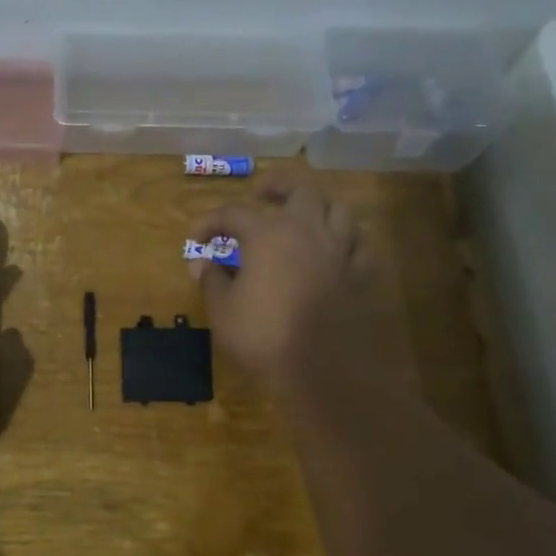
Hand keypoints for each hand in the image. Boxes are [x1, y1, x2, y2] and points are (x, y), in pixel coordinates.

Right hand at [190, 175, 372, 388]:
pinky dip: (346, 240)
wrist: (322, 371)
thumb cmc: (263, 337)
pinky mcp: (360, 275)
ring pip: (339, 209)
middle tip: (262, 194)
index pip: (233, 213)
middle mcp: (307, 231)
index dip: (210, 221)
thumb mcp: (223, 310)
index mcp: (268, 235)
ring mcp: (339, 251)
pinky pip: (359, 245)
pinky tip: (335, 250)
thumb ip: (212, 280)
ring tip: (303, 217)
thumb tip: (201, 263)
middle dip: (278, 185)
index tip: (195, 239)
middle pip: (301, 188)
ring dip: (319, 206)